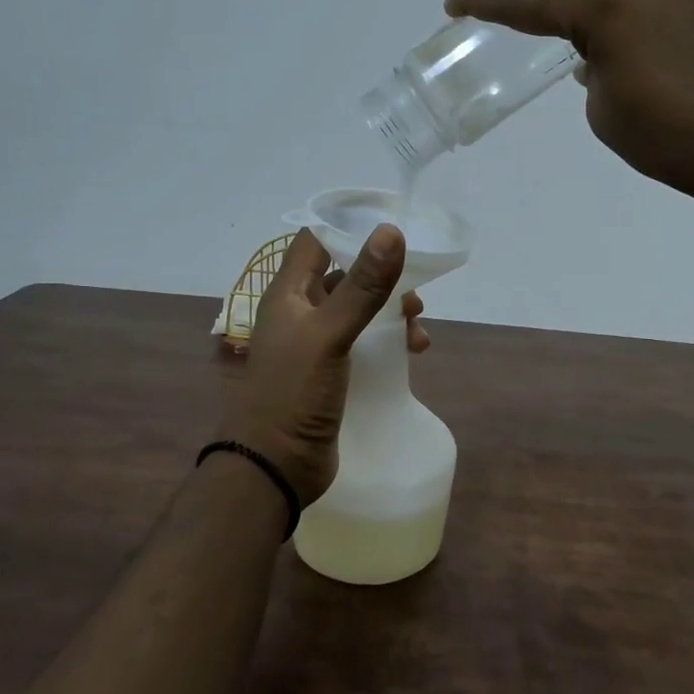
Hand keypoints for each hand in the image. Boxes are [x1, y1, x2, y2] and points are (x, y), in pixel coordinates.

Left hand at [218, 224, 424, 504]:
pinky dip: (389, 342)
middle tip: (414, 294)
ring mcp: (316, 345)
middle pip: (345, 276)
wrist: (275, 466)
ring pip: (359, 312)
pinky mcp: (332, 373)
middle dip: (382, 278)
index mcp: (288, 294)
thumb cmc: (294, 393)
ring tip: (418, 328)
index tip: (391, 226)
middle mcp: (300, 313)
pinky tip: (413, 353)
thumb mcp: (329, 334)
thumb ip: (362, 286)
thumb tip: (391, 232)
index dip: (349, 228)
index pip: (316, 241)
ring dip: (390, 313)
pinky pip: (365, 344)